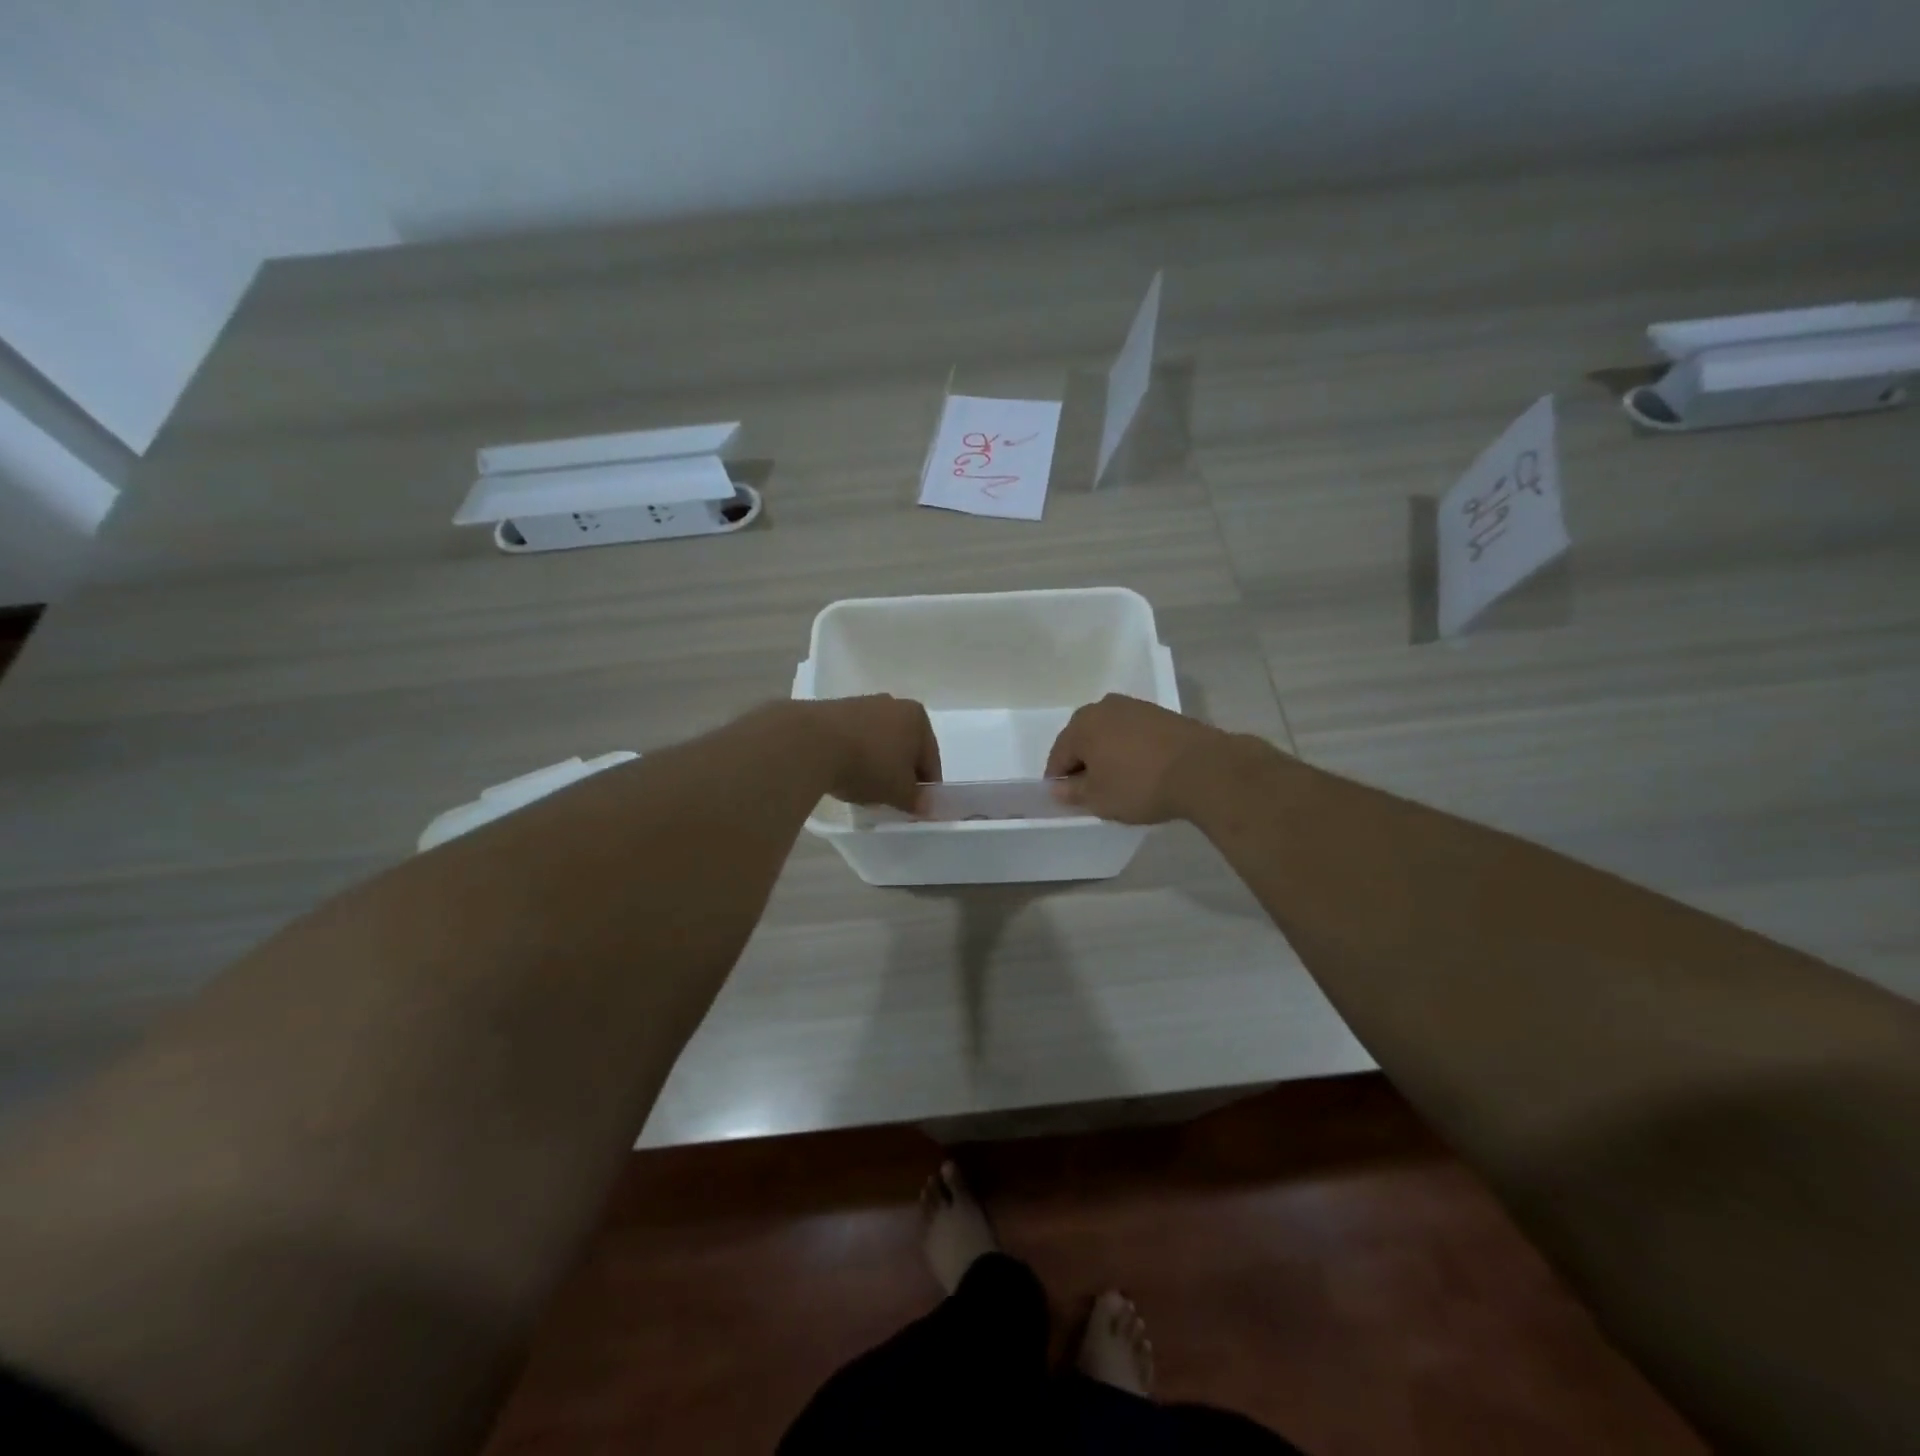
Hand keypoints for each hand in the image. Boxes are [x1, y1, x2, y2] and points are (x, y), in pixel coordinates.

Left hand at [804, 696, 941, 813]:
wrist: (811, 743)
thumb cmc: (868, 765)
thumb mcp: (899, 791)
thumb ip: (917, 800)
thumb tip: (928, 807)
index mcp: (917, 718)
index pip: (931, 760)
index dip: (927, 787)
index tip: (917, 807)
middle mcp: (893, 704)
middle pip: (905, 747)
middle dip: (901, 772)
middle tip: (892, 799)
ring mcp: (862, 704)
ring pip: (879, 742)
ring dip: (877, 764)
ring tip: (865, 788)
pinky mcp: (834, 710)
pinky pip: (854, 739)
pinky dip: (855, 756)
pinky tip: (844, 773)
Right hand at [1043, 694, 1229, 824]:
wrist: (1203, 769)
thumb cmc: (1140, 785)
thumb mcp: (1099, 799)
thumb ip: (1072, 793)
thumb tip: (1057, 788)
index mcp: (1082, 725)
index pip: (1058, 755)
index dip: (1059, 780)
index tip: (1068, 799)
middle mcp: (1104, 707)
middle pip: (1083, 739)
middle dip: (1084, 763)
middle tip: (1093, 790)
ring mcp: (1135, 707)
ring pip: (1109, 734)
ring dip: (1108, 754)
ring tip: (1120, 781)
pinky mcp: (1161, 713)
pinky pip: (1133, 733)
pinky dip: (1130, 749)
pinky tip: (1142, 769)